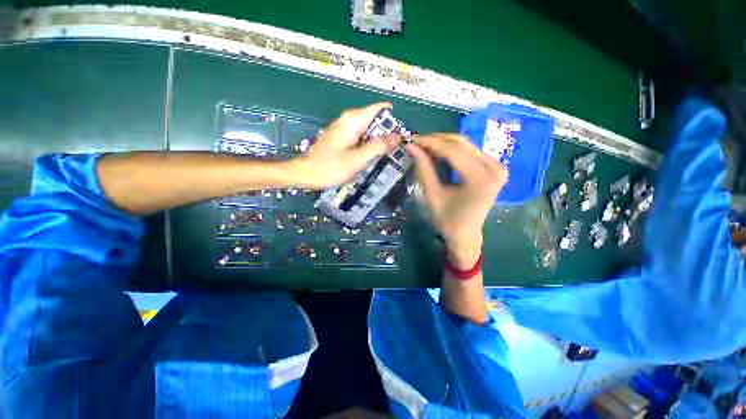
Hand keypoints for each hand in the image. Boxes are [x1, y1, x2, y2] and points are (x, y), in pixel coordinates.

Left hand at [290, 103, 400, 188]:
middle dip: (389, 133)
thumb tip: (399, 136)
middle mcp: (350, 120)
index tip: (403, 136)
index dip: (394, 121)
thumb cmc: (329, 167)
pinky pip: (363, 138)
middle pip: (377, 120)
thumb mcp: (357, 159)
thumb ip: (378, 147)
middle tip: (399, 151)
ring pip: (370, 130)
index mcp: (353, 120)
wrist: (305, 174)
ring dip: (380, 141)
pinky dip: (371, 146)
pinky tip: (376, 158)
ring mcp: (346, 129)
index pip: (381, 109)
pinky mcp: (344, 138)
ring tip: (391, 156)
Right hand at [406, 134, 507, 267]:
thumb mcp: (432, 194)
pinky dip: (453, 149)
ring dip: (444, 143)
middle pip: (462, 144)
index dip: (430, 142)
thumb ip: (423, 168)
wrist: (465, 234)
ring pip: (466, 145)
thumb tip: (411, 145)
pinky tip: (439, 151)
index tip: (413, 138)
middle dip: (437, 140)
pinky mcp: (495, 167)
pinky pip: (471, 151)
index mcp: (480, 179)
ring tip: (425, 145)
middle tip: (417, 141)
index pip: (453, 151)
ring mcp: (498, 166)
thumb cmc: (447, 220)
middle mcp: (494, 168)